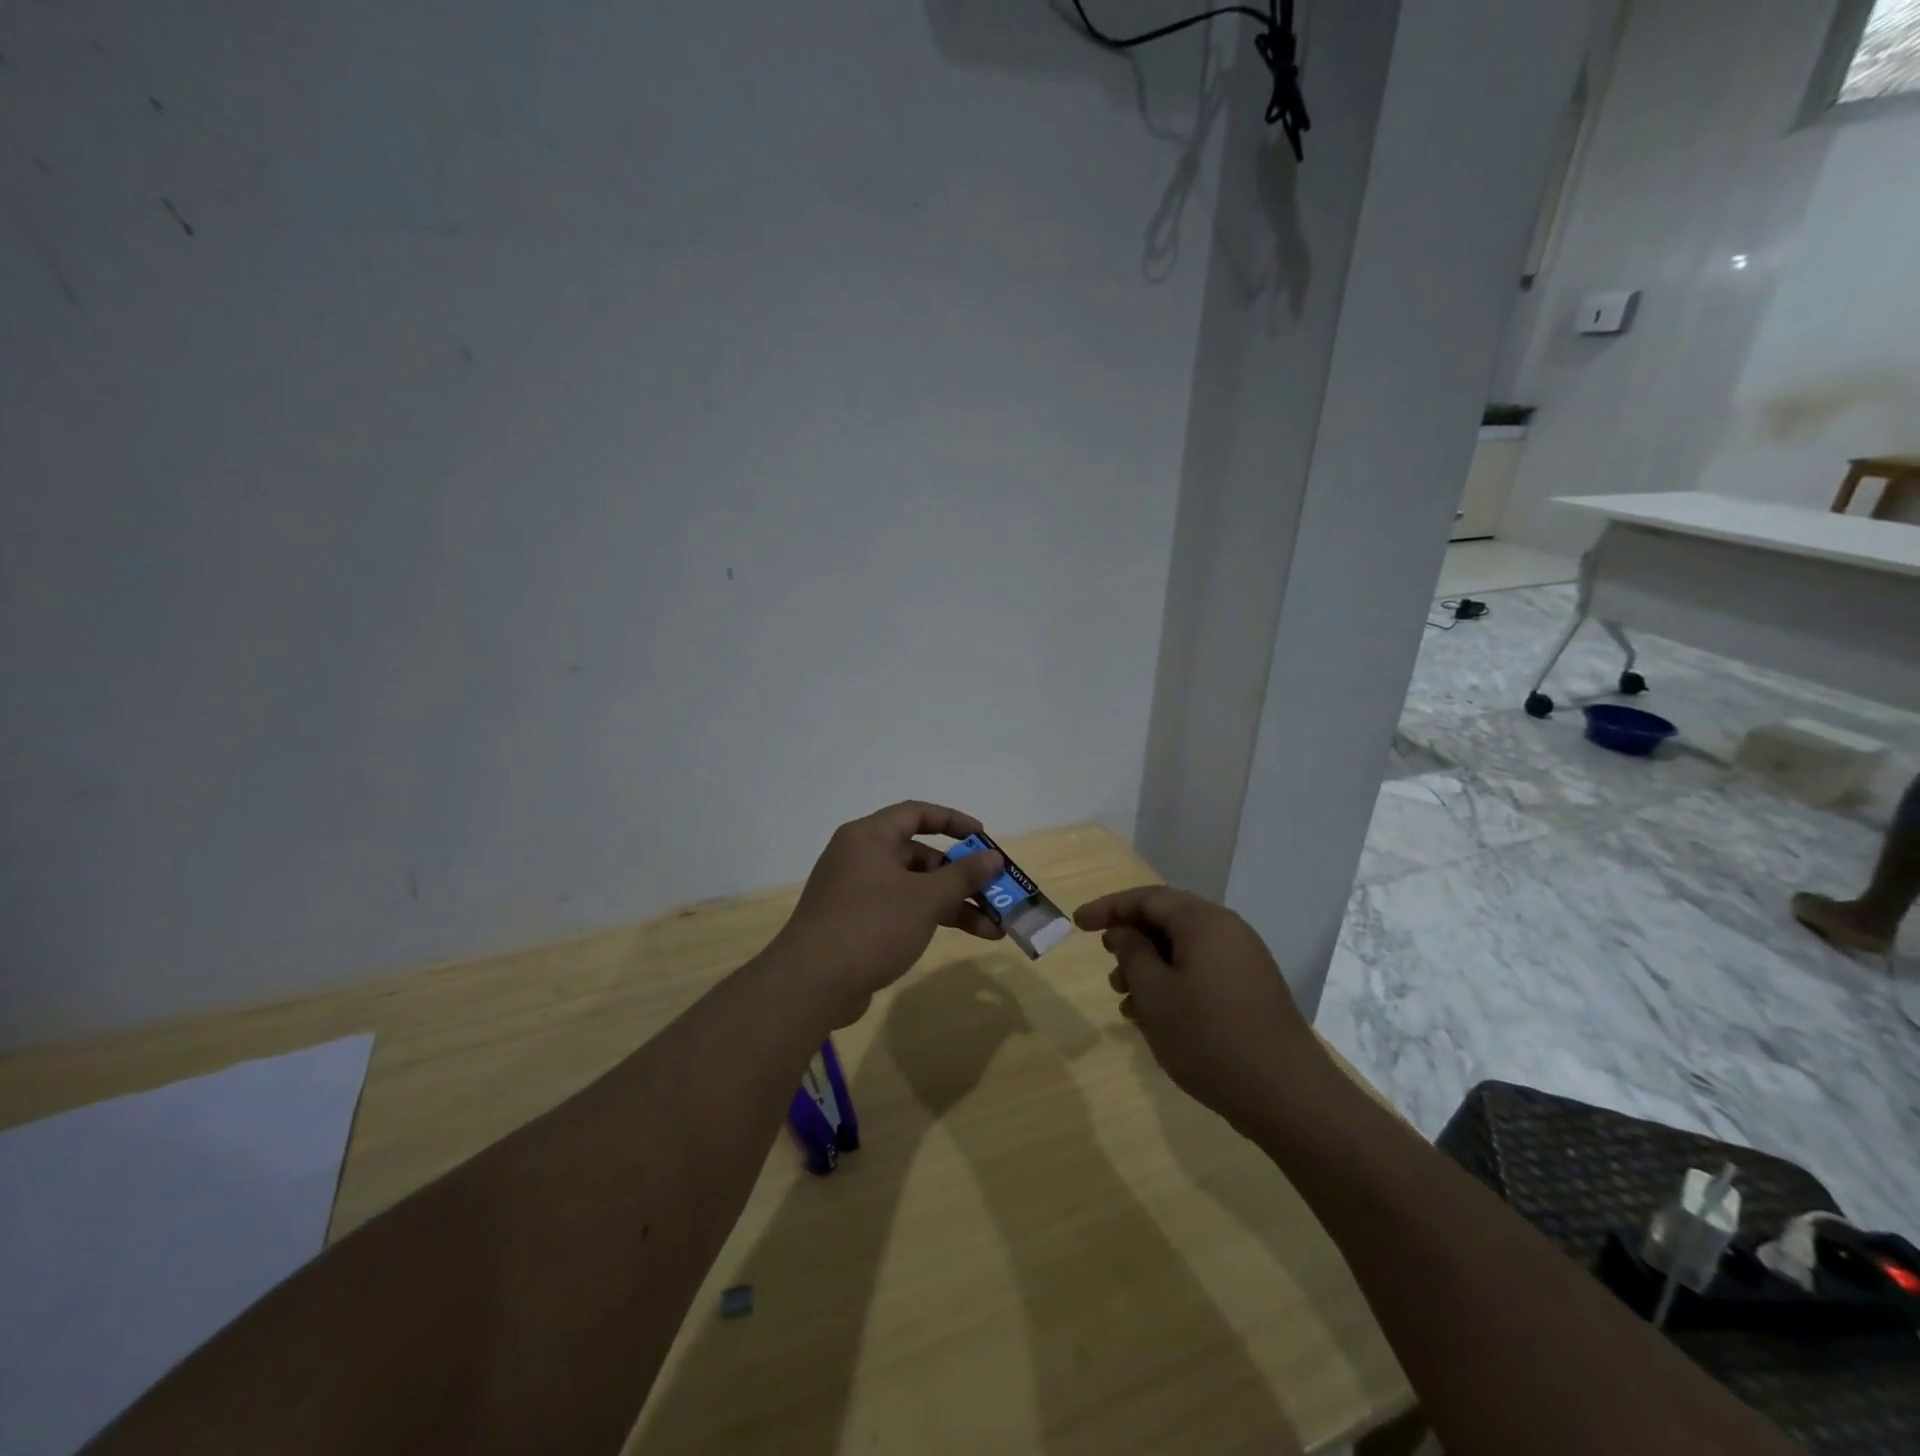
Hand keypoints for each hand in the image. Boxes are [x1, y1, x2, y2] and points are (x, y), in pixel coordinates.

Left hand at [773, 801, 1007, 1024]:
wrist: (811, 984)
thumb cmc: (871, 925)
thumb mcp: (925, 898)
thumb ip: (963, 876)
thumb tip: (994, 857)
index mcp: (869, 837)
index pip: (916, 813)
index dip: (953, 821)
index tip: (983, 838)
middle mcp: (860, 857)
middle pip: (919, 855)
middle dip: (960, 876)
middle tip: (994, 892)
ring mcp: (856, 892)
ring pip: (914, 887)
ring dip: (952, 904)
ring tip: (993, 929)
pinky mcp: (856, 923)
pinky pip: (901, 910)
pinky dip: (930, 918)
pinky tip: (960, 936)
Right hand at [1075, 886, 1320, 1132]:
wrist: (1287, 1096)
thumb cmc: (1209, 1038)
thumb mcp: (1155, 994)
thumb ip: (1132, 953)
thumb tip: (1124, 931)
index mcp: (1204, 921)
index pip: (1147, 898)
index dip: (1108, 908)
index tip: (1078, 925)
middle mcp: (1228, 930)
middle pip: (1167, 919)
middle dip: (1131, 939)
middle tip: (1106, 963)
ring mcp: (1244, 960)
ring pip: (1184, 948)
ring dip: (1150, 965)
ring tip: (1126, 999)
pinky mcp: (1252, 989)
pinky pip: (1202, 970)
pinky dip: (1173, 982)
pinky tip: (1156, 1015)